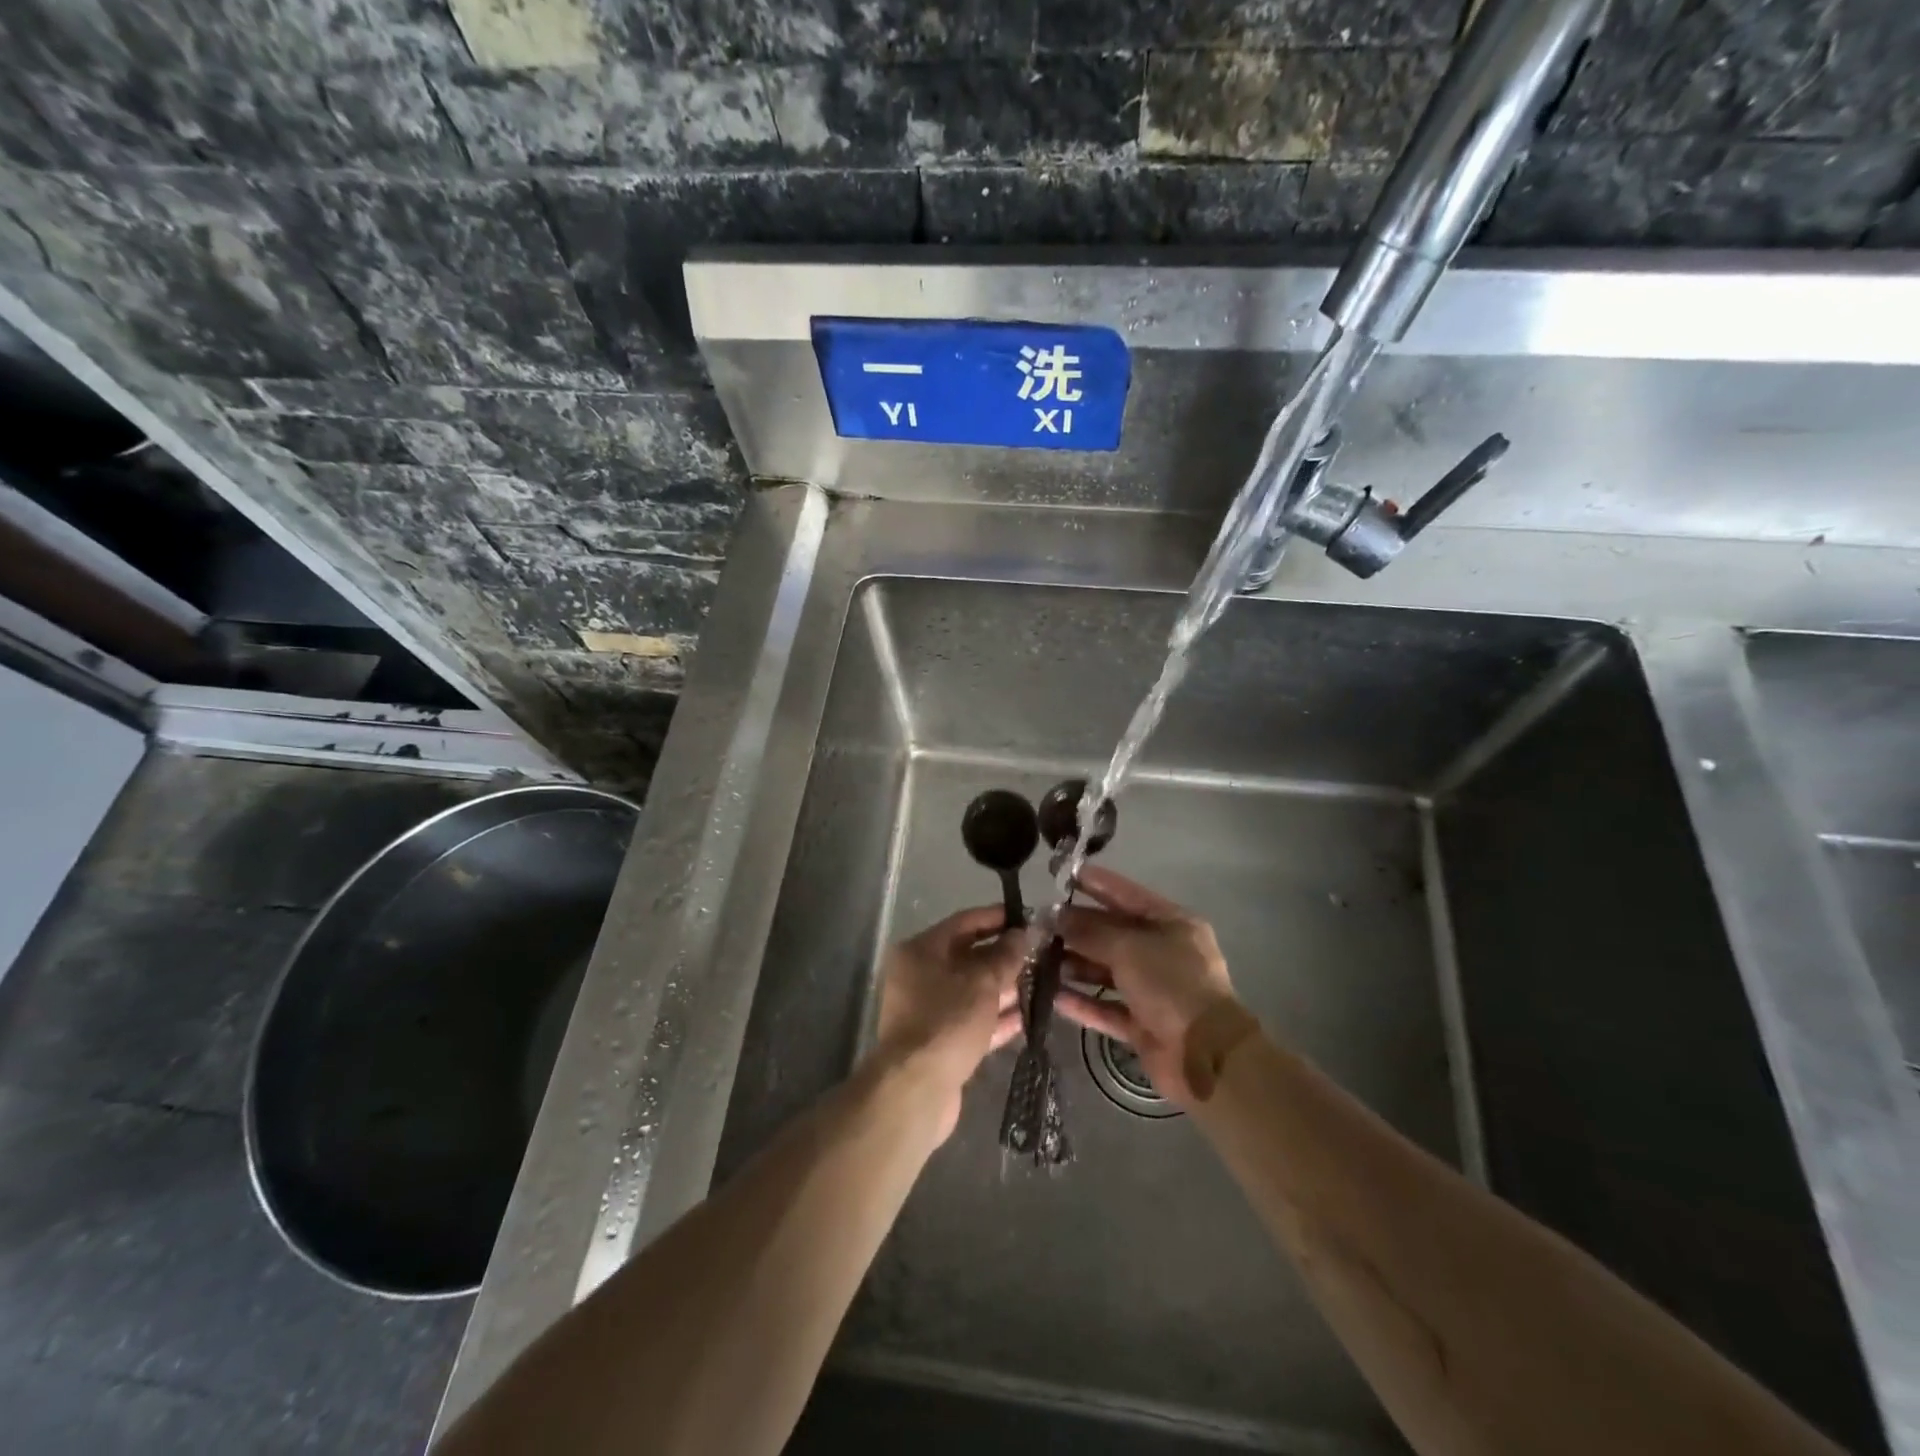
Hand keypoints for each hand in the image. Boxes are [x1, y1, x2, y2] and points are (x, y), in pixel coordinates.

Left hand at [872, 906, 1024, 1141]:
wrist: (917, 1088)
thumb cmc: (948, 1020)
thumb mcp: (983, 981)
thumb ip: (1006, 955)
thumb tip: (1024, 933)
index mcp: (920, 950)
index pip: (964, 922)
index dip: (997, 918)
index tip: (1029, 918)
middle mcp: (920, 975)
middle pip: (968, 957)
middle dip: (1005, 956)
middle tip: (1042, 955)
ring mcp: (929, 1010)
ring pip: (973, 991)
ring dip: (1005, 988)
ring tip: (1043, 984)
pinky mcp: (940, 1042)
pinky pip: (973, 1020)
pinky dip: (997, 1018)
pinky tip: (1027, 1017)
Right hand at [1054, 866, 1241, 1107]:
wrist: (1205, 1056)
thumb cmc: (1171, 984)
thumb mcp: (1129, 948)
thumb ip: (1090, 932)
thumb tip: (1055, 918)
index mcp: (1172, 924)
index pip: (1127, 894)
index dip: (1096, 883)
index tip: (1062, 876)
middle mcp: (1164, 953)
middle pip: (1113, 933)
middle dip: (1077, 928)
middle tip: (1039, 924)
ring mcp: (1154, 990)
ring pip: (1107, 971)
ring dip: (1076, 965)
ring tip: (1038, 958)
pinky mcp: (1143, 1024)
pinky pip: (1107, 1007)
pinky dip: (1083, 1002)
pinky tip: (1053, 996)